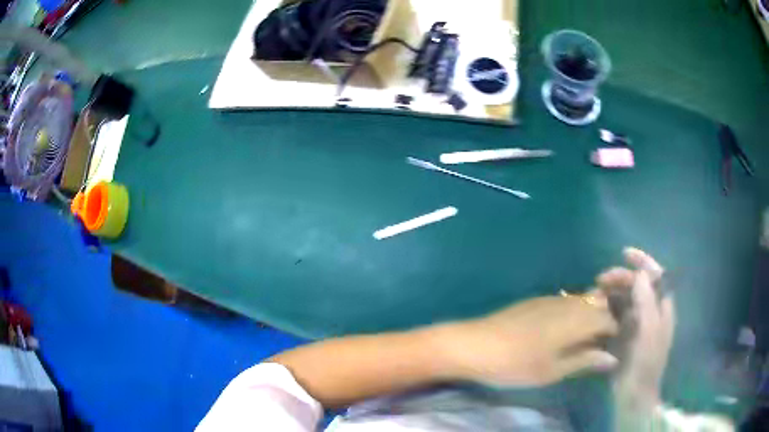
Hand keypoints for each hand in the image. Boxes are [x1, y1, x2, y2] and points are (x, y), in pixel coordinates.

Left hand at [437, 294, 619, 386]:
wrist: (474, 345)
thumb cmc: (515, 364)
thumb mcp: (552, 371)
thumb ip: (584, 361)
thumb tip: (612, 358)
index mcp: (576, 320)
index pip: (607, 318)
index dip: (613, 330)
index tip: (612, 345)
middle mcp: (568, 303)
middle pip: (596, 305)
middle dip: (604, 320)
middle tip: (599, 343)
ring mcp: (550, 298)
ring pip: (581, 301)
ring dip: (588, 315)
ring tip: (583, 337)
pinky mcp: (535, 299)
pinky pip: (565, 300)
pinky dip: (572, 311)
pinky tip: (563, 328)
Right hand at [596, 248, 672, 409]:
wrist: (633, 395)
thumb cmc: (645, 364)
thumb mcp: (649, 333)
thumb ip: (647, 302)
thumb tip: (640, 274)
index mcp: (662, 308)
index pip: (656, 275)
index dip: (643, 261)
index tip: (624, 254)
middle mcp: (651, 311)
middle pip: (638, 285)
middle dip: (621, 277)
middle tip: (600, 280)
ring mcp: (637, 324)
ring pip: (625, 298)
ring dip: (611, 292)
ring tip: (594, 294)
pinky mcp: (624, 335)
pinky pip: (616, 314)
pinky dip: (606, 307)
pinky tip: (595, 309)